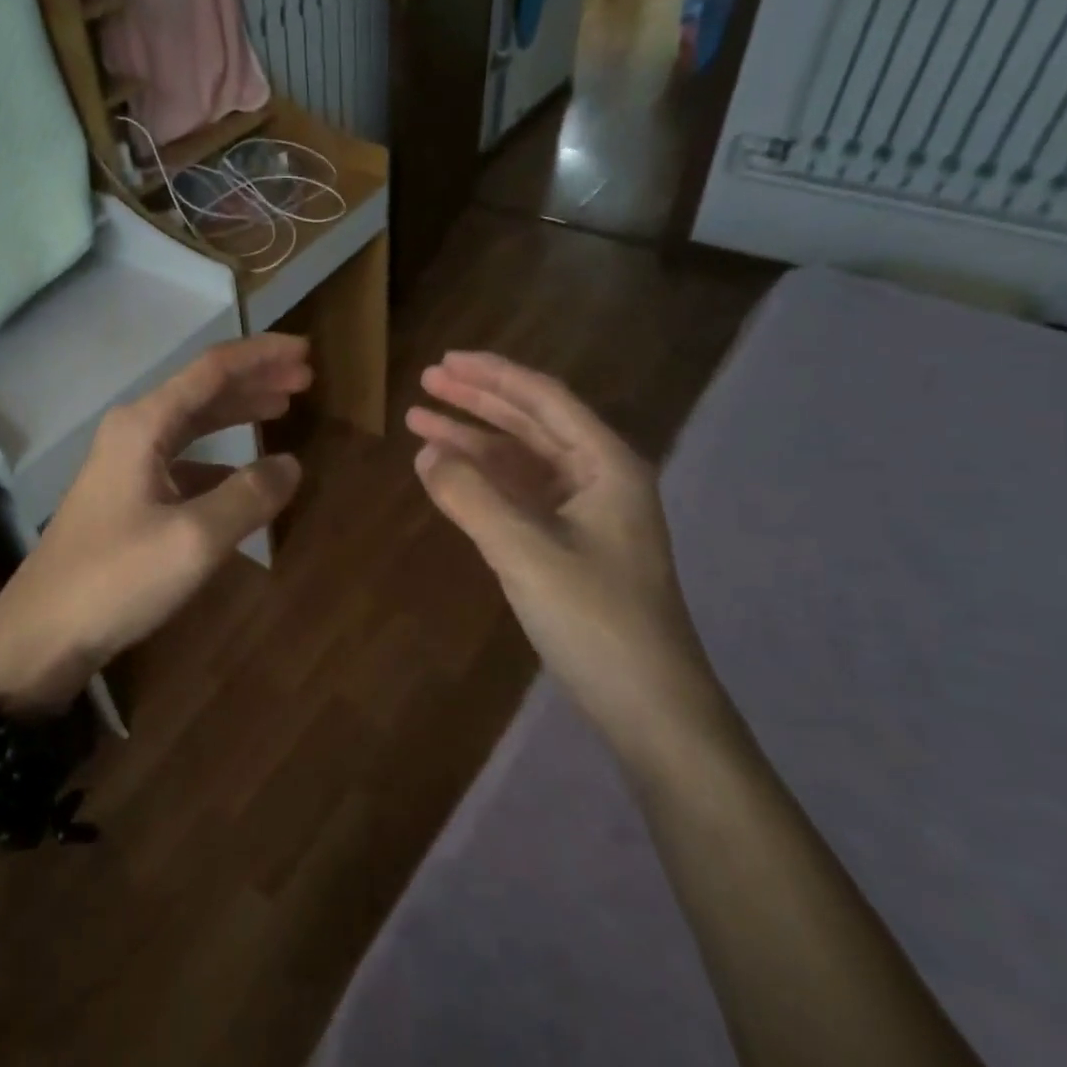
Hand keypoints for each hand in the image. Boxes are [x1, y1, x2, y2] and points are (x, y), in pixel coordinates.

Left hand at [0, 335, 310, 710]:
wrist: (42, 633)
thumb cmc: (117, 579)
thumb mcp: (195, 539)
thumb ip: (249, 497)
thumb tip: (291, 465)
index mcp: (144, 425)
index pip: (212, 369)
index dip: (262, 355)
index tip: (307, 350)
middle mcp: (133, 432)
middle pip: (202, 390)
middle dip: (255, 379)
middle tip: (305, 378)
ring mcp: (125, 464)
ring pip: (192, 423)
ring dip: (237, 412)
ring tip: (282, 408)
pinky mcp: (126, 496)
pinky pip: (183, 460)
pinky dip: (219, 457)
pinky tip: (242, 474)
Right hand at [407, 351, 723, 755]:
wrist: (647, 705)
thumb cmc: (595, 620)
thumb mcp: (525, 553)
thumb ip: (471, 497)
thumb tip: (425, 454)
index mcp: (606, 465)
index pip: (543, 400)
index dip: (492, 375)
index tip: (444, 361)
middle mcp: (598, 478)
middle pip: (530, 423)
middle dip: (477, 401)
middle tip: (425, 382)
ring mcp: (583, 513)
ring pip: (520, 461)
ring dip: (472, 442)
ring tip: (419, 424)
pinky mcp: (567, 544)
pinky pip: (518, 497)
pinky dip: (482, 483)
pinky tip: (446, 476)